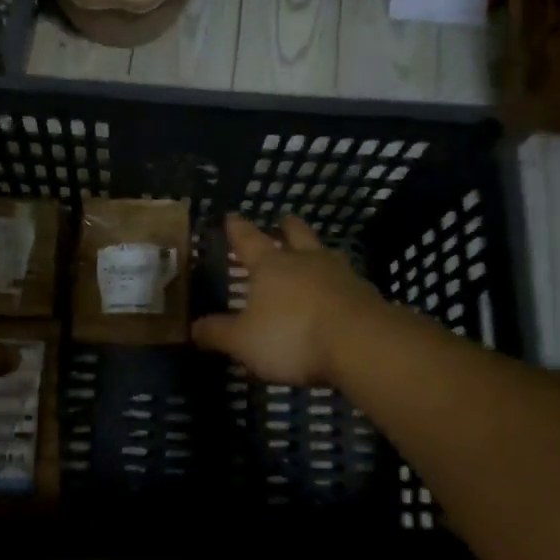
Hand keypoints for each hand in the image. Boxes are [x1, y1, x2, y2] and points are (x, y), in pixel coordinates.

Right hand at [191, 214, 388, 386]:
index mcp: (271, 265)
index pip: (248, 238)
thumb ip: (218, 333)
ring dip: (316, 251)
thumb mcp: (244, 341)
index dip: (237, 227)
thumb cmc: (292, 335)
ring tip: (313, 254)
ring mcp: (340, 273)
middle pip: (295, 232)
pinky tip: (338, 293)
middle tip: (281, 221)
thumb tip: (194, 328)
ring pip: (325, 252)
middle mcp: (305, 260)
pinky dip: (338, 282)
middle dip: (286, 226)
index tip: (231, 216)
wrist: (361, 344)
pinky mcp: (365, 293)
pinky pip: (347, 280)